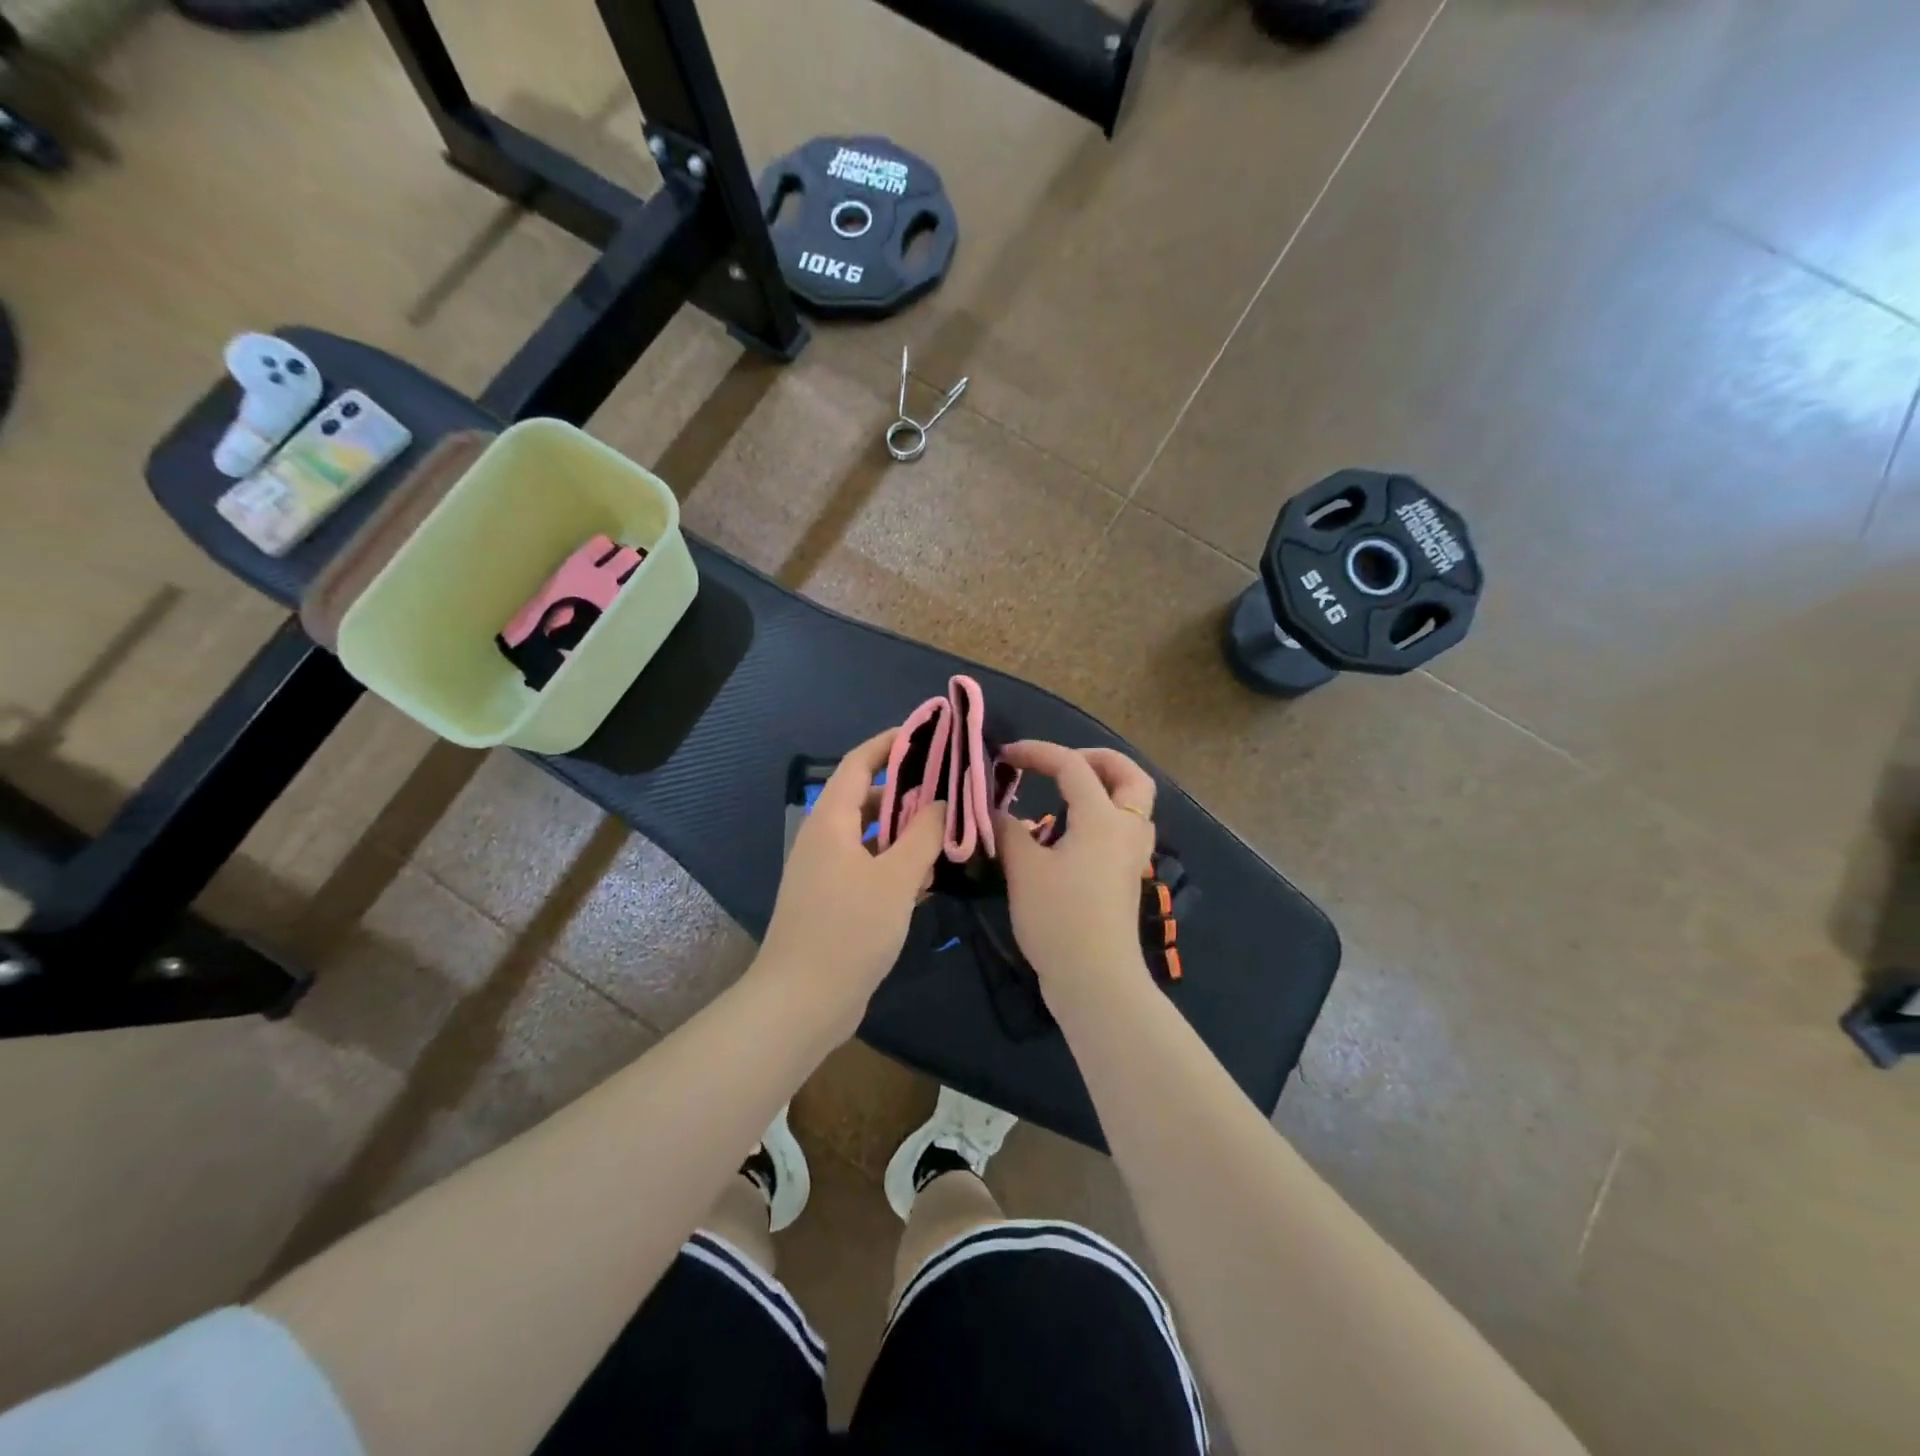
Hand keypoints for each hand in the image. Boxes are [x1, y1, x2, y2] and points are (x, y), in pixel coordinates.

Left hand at [758, 729, 945, 1031]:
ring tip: (949, 828)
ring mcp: (826, 872)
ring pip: (871, 836)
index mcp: (830, 821)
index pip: (860, 764)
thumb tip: (944, 802)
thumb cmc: (849, 930)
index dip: (890, 743)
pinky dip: (897, 863)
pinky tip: (930, 875)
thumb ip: (925, 835)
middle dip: (908, 790)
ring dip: (906, 831)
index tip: (928, 733)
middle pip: (867, 798)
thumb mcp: (896, 878)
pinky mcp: (834, 900)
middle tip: (951, 787)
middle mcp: (824, 839)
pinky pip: (869, 866)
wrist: (802, 1002)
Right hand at [993, 741, 1157, 1003]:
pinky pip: (1124, 828)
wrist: (1095, 978)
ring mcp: (1132, 854)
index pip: (1072, 766)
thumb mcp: (1024, 869)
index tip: (1004, 756)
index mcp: (1102, 818)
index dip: (1037, 752)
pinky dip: (1102, 815)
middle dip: (1096, 759)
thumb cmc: (1058, 918)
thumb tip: (994, 811)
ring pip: (1133, 803)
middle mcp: (1127, 828)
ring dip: (1105, 786)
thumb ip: (1008, 830)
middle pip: (1129, 775)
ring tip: (1066, 793)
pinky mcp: (1127, 876)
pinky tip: (1070, 832)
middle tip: (1060, 764)